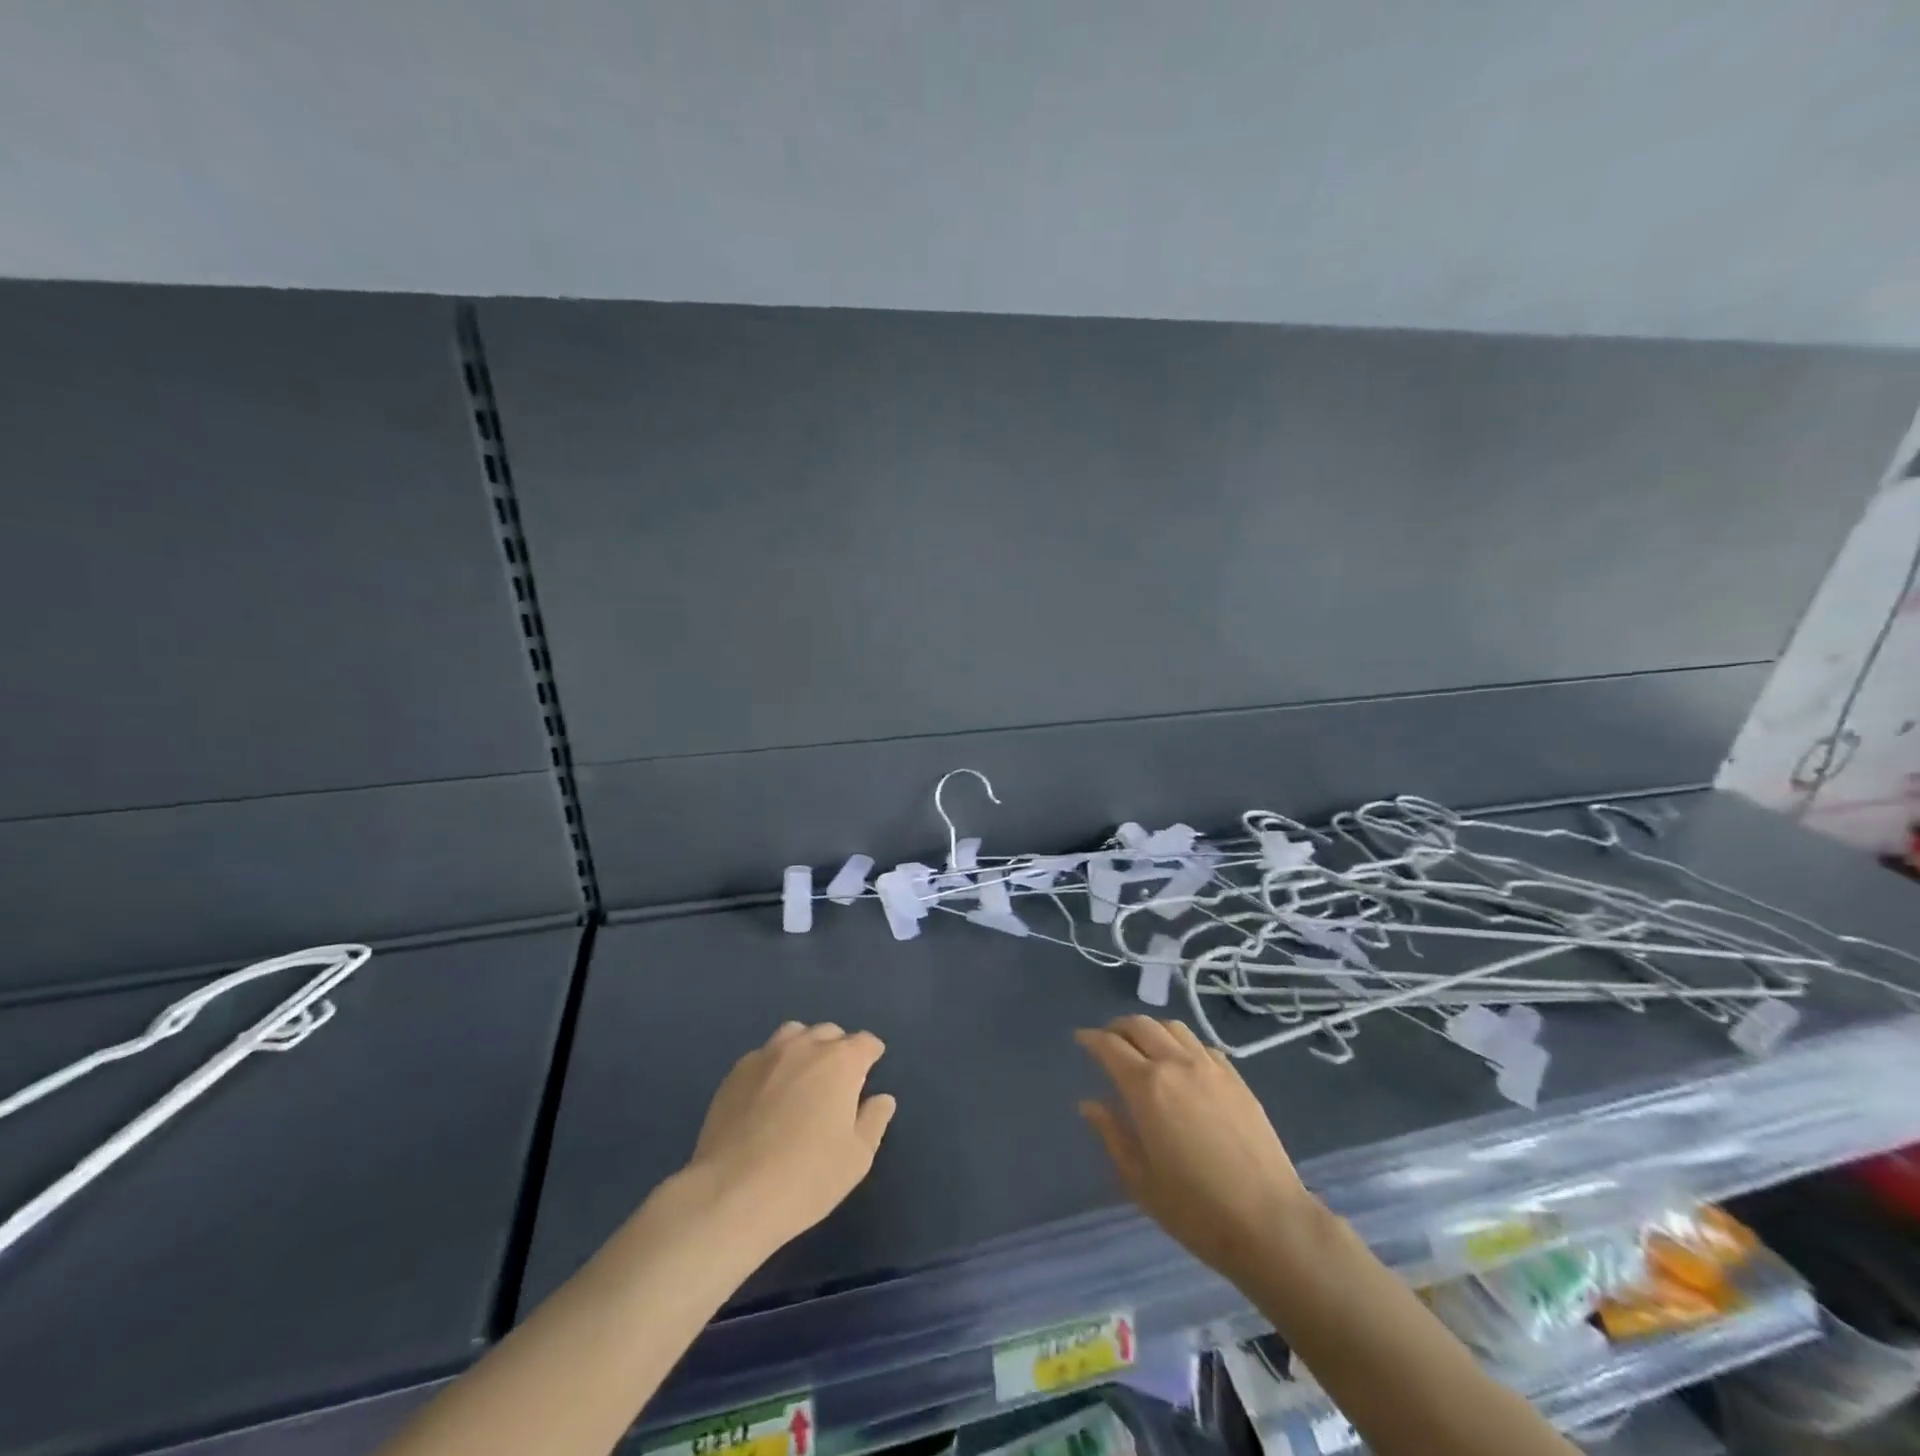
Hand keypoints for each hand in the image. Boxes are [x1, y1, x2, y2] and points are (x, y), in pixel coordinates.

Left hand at [683, 1022, 896, 1253]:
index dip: (871, 1054)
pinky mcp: (736, 1072)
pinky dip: (774, 1065)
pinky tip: (768, 1094)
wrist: (731, 1194)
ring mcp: (767, 1055)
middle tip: (837, 1080)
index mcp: (840, 1062)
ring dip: (805, 1047)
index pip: (865, 1042)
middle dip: (838, 1049)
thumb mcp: (856, 1158)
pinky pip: (763, 1055)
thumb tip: (882, 1098)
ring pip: (794, 1034)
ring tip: (802, 1077)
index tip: (871, 1068)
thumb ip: (874, 1121)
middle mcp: (805, 1047)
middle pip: (829, 1032)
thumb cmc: (806, 1178)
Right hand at [1076, 1016, 1316, 1285]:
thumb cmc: (1195, 1209)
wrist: (1269, 1223)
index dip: (1091, 1039)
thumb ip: (1112, 1133)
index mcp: (1146, 1086)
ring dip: (1151, 1029)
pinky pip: (1202, 1045)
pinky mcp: (1237, 1079)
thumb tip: (1089, 1104)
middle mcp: (1176, 1064)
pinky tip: (1182, 1063)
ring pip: (1173, 1027)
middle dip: (1118, 1027)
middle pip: (1141, 1025)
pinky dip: (1182, 1044)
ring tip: (1143, 1045)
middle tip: (1107, 1040)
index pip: (1110, 1046)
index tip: (1080, 1039)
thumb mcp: (1139, 1179)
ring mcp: (1211, 1067)